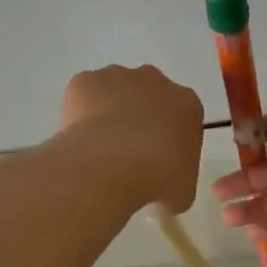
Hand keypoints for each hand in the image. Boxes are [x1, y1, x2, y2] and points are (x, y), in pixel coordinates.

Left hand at [59, 65, 203, 211]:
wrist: (111, 164)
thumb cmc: (158, 178)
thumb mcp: (183, 191)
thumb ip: (179, 180)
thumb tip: (166, 187)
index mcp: (187, 103)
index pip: (182, 116)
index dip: (169, 138)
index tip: (158, 160)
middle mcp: (155, 80)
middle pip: (149, 95)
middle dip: (141, 116)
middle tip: (128, 151)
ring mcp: (117, 76)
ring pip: (114, 91)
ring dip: (110, 111)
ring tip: (100, 148)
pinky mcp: (85, 81)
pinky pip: (84, 95)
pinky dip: (80, 113)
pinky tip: (80, 140)